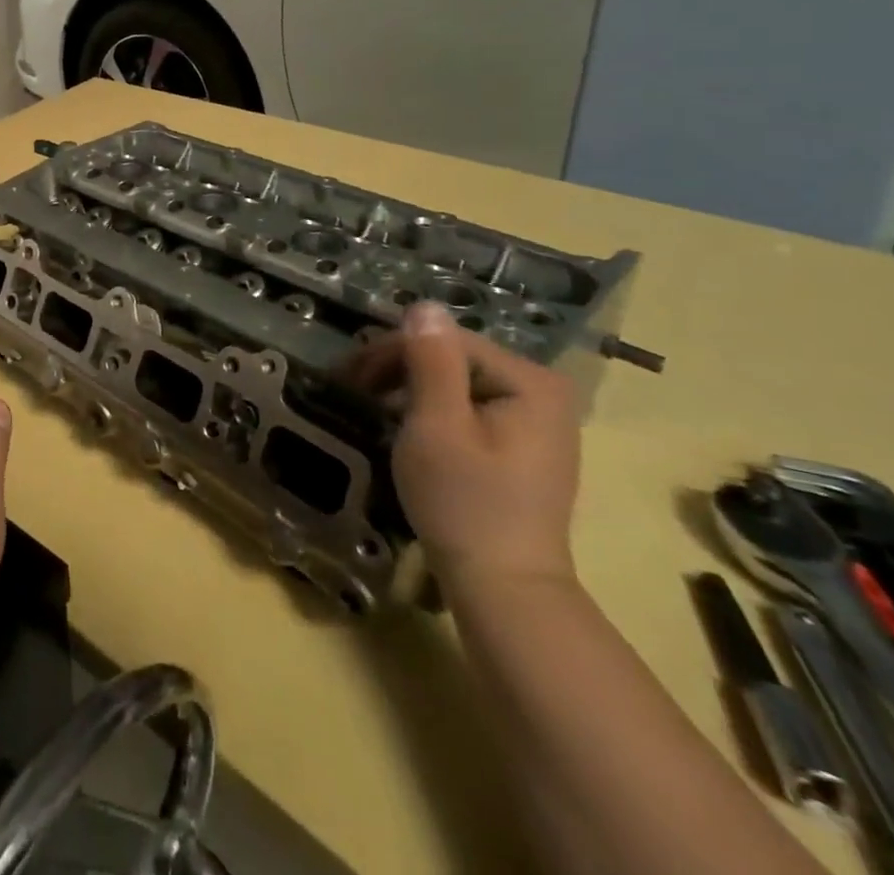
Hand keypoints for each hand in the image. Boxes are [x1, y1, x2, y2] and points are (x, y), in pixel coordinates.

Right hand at [353, 302, 581, 591]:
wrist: (504, 588)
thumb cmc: (465, 502)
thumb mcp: (437, 426)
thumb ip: (431, 362)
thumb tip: (424, 305)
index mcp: (530, 382)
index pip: (447, 341)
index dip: (392, 351)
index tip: (349, 376)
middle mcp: (543, 392)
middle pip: (454, 358)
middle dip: (400, 369)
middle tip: (354, 391)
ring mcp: (538, 421)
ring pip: (458, 382)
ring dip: (411, 389)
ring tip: (373, 410)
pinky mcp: (524, 446)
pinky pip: (470, 407)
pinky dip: (433, 411)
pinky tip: (408, 428)